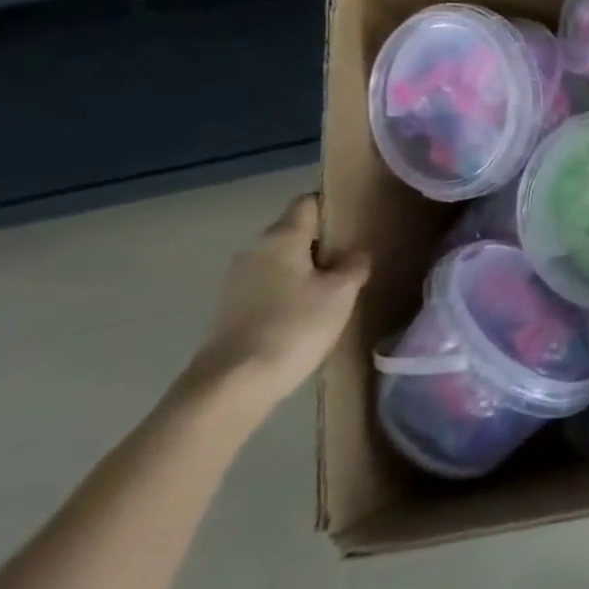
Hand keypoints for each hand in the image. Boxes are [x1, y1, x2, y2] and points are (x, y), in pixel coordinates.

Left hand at [186, 195, 369, 413]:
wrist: (231, 386)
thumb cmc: (293, 327)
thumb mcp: (341, 293)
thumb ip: (354, 265)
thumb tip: (355, 253)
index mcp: (281, 237)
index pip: (308, 202)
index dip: (333, 206)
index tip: (357, 219)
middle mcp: (254, 250)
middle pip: (294, 231)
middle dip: (323, 241)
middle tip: (355, 256)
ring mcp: (237, 281)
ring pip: (282, 260)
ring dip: (306, 268)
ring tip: (336, 287)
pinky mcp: (231, 309)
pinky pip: (269, 286)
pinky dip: (290, 291)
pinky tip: (308, 313)